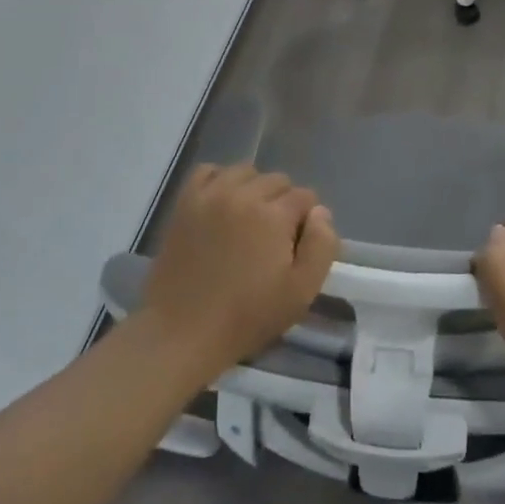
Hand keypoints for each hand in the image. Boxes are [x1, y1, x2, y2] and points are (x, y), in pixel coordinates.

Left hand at [137, 165, 338, 379]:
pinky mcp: (185, 203)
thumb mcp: (301, 292)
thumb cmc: (247, 316)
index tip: (296, 247)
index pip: (305, 197)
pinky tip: (222, 205)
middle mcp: (244, 194)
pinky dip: (220, 181)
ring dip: (254, 189)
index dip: (307, 221)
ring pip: (245, 172)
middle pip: (277, 180)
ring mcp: (211, 194)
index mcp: (274, 215)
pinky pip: (208, 171)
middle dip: (283, 203)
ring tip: (248, 220)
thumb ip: (322, 245)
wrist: (182, 332)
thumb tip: (320, 212)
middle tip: (273, 238)